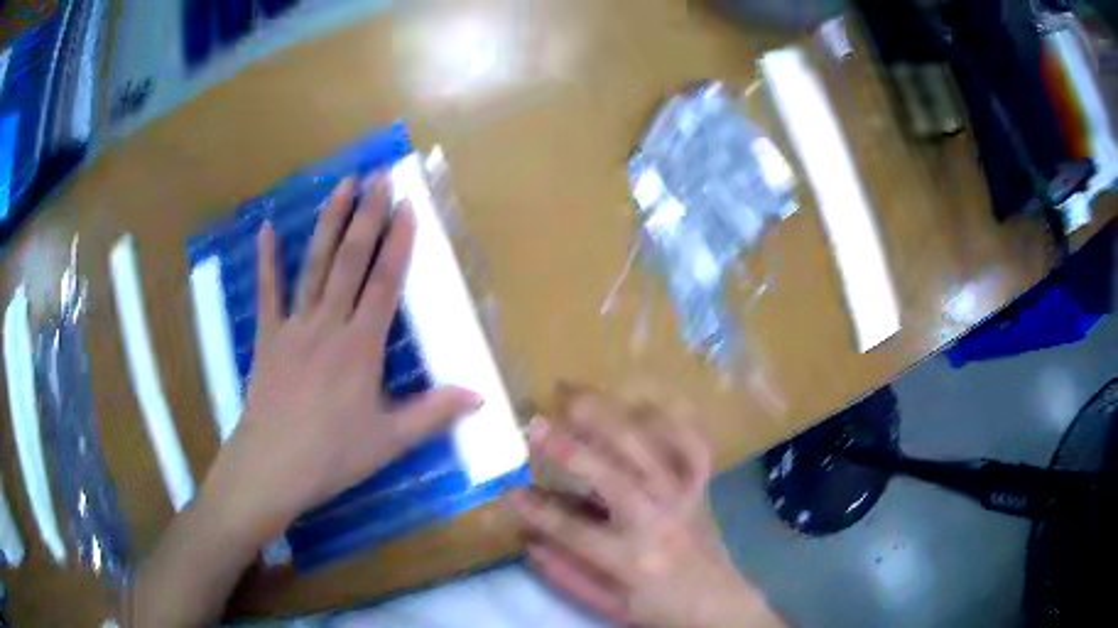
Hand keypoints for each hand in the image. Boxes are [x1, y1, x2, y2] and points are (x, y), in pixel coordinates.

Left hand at [201, 176, 481, 542]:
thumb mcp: (389, 441)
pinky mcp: (268, 337)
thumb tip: (480, 396)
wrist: (272, 466)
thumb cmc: (332, 455)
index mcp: (360, 347)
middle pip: (350, 261)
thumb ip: (433, 414)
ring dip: (328, 223)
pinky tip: (266, 227)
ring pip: (313, 265)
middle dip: (367, 217)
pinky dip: (266, 260)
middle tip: (379, 177)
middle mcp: (328, 325)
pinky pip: (267, 292)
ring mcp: (294, 327)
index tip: (408, 206)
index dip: (398, 243)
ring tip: (341, 185)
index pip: (384, 283)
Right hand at [510, 387, 782, 627]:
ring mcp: (683, 497)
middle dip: (570, 448)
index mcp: (630, 559)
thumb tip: (527, 539)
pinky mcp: (701, 487)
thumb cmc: (658, 607)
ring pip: (647, 449)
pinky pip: (690, 444)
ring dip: (609, 419)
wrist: (717, 602)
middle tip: (536, 422)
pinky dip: (669, 420)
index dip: (536, 509)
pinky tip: (640, 405)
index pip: (572, 530)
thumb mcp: (608, 604)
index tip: (509, 490)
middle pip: (611, 476)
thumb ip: (565, 574)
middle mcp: (657, 521)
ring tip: (576, 396)